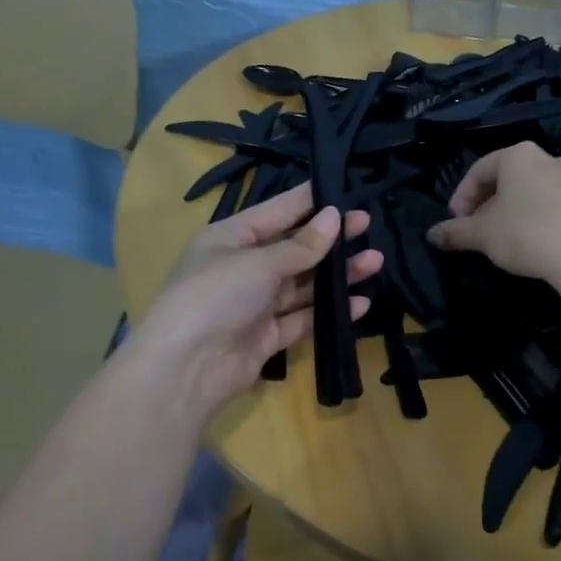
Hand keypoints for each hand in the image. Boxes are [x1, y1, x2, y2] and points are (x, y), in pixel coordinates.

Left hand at [131, 183, 381, 414]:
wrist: (185, 369)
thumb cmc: (215, 296)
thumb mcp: (259, 262)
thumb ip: (301, 244)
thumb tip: (335, 216)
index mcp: (231, 238)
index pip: (278, 211)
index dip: (311, 201)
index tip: (346, 191)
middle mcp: (244, 267)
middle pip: (295, 247)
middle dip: (331, 238)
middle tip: (367, 225)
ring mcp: (256, 303)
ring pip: (304, 283)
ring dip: (337, 274)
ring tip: (375, 262)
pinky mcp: (267, 336)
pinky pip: (304, 317)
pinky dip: (330, 310)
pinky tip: (360, 303)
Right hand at [426, 142, 560, 280]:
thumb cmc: (526, 234)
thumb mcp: (482, 234)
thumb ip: (455, 232)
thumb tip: (432, 234)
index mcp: (518, 155)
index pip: (479, 170)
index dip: (461, 197)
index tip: (456, 222)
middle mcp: (547, 158)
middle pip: (506, 178)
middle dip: (486, 204)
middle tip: (476, 230)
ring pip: (531, 191)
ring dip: (511, 211)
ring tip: (503, 239)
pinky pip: (553, 204)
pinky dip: (536, 218)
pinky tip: (533, 242)